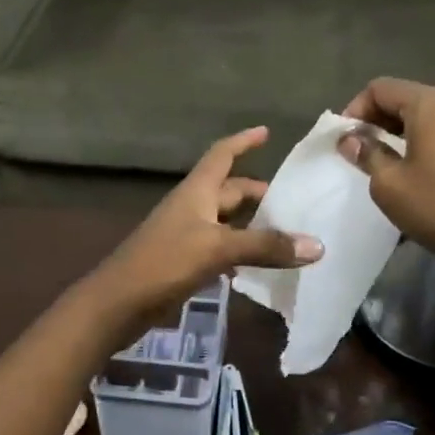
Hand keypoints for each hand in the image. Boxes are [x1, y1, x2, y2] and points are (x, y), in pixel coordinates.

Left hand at [86, 126, 321, 337]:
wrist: (118, 302)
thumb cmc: (164, 262)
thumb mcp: (218, 249)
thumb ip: (265, 246)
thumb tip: (317, 245)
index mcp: (196, 191)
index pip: (222, 155)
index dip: (243, 142)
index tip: (266, 132)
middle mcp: (192, 207)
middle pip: (229, 190)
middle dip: (258, 192)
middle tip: (293, 201)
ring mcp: (186, 235)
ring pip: (227, 221)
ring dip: (252, 224)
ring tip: (286, 232)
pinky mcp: (184, 261)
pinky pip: (220, 248)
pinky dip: (240, 251)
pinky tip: (259, 265)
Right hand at [337, 77, 434, 269]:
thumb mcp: (390, 184)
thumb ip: (367, 154)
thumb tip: (350, 139)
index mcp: (430, 103)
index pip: (380, 88)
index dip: (355, 109)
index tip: (344, 139)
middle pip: (405, 98)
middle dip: (377, 120)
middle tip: (359, 150)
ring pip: (427, 116)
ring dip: (401, 132)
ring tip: (385, 161)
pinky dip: (424, 141)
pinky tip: (416, 169)